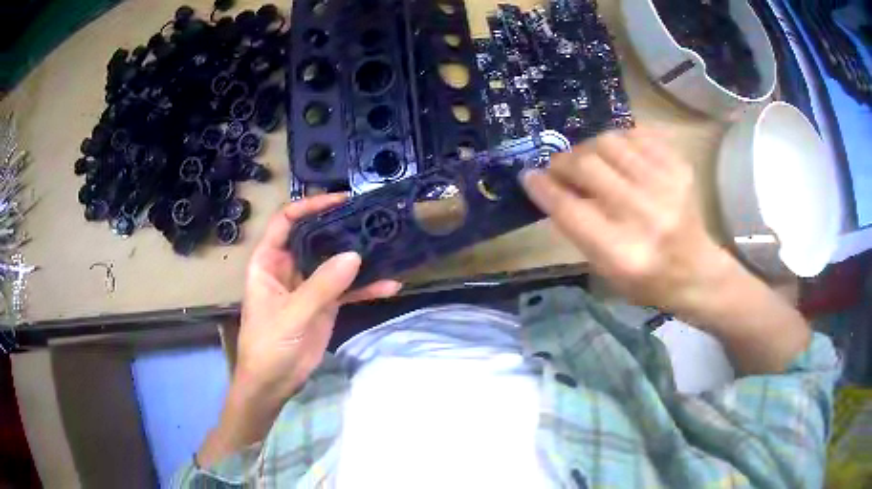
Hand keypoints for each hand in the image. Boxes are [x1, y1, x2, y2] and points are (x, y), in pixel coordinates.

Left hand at [198, 195, 400, 466]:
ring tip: (387, 244)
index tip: (340, 200)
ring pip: (334, 262)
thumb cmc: (269, 345)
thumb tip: (355, 256)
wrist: (273, 384)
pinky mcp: (324, 305)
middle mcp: (289, 267)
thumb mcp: (292, 314)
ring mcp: (308, 286)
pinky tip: (390, 285)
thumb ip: (322, 286)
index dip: (310, 206)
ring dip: (358, 256)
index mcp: (269, 261)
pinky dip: (366, 288)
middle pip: (315, 237)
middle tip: (371, 216)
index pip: (286, 221)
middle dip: (340, 227)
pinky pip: (347, 290)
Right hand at [522, 129, 729, 312]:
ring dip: (589, 148)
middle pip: (587, 166)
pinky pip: (636, 135)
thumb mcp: (604, 270)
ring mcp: (665, 186)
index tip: (529, 175)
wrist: (695, 271)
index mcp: (620, 253)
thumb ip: (578, 228)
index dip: (543, 187)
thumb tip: (551, 185)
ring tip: (590, 161)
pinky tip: (618, 156)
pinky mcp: (679, 168)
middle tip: (559, 167)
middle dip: (563, 162)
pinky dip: (619, 140)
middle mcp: (643, 216)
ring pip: (609, 142)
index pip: (569, 208)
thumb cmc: (646, 280)